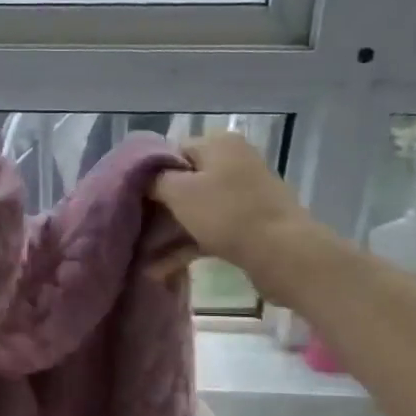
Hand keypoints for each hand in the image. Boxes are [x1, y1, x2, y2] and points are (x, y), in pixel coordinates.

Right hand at [149, 133, 321, 302]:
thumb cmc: (227, 214)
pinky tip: (159, 270)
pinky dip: (185, 246)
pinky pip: (208, 231)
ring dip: (167, 233)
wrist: (284, 254)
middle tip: (133, 227)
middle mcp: (232, 163)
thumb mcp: (180, 192)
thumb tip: (143, 178)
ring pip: (194, 210)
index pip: (172, 151)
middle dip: (157, 208)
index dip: (149, 174)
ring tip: (140, 255)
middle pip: (183, 182)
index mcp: (219, 145)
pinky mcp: (248, 225)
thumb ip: (155, 180)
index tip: (131, 198)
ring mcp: (242, 196)